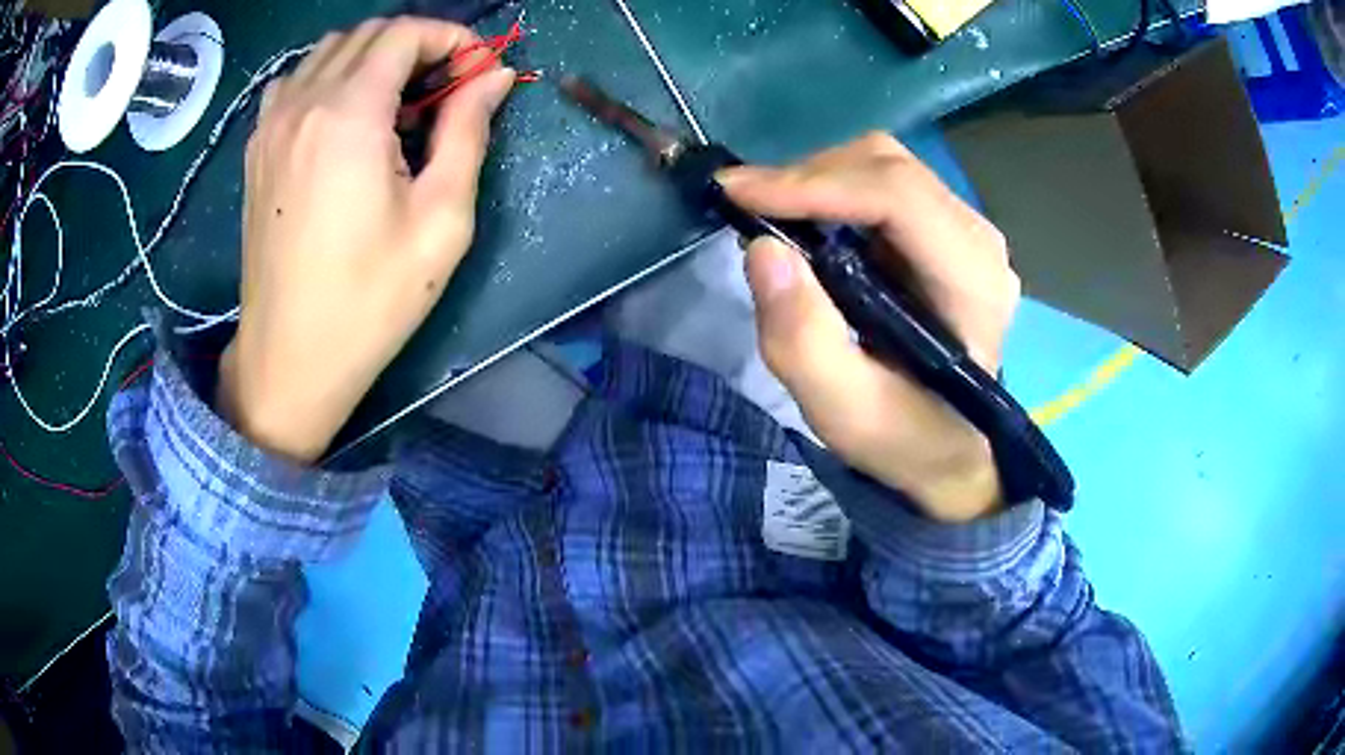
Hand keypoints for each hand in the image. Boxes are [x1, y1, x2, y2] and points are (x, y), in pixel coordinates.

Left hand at [217, 18, 514, 461]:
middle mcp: (303, 103)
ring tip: (397, 101)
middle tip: (445, 88)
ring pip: (328, 50)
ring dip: (372, 57)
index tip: (477, 72)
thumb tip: (492, 77)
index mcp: (348, 114)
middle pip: (367, 33)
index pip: (405, 33)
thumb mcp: (441, 219)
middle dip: (416, 44)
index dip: (452, 38)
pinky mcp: (256, 149)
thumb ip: (468, 132)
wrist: (289, 359)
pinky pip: (295, 81)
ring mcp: (270, 124)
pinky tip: (344, 116)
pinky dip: (328, 77)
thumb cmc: (370, 299)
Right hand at [719, 133, 1020, 521]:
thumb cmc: (905, 437)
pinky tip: (804, 220)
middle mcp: (978, 242)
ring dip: (817, 180)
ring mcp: (966, 230)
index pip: (899, 197)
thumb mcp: (846, 412)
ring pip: (884, 165)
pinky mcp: (945, 229)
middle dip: (808, 177)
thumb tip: (763, 249)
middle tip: (745, 207)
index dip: (815, 184)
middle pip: (889, 167)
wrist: (950, 448)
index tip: (738, 194)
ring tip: (769, 214)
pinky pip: (883, 183)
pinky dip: (832, 190)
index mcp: (973, 284)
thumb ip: (803, 341)